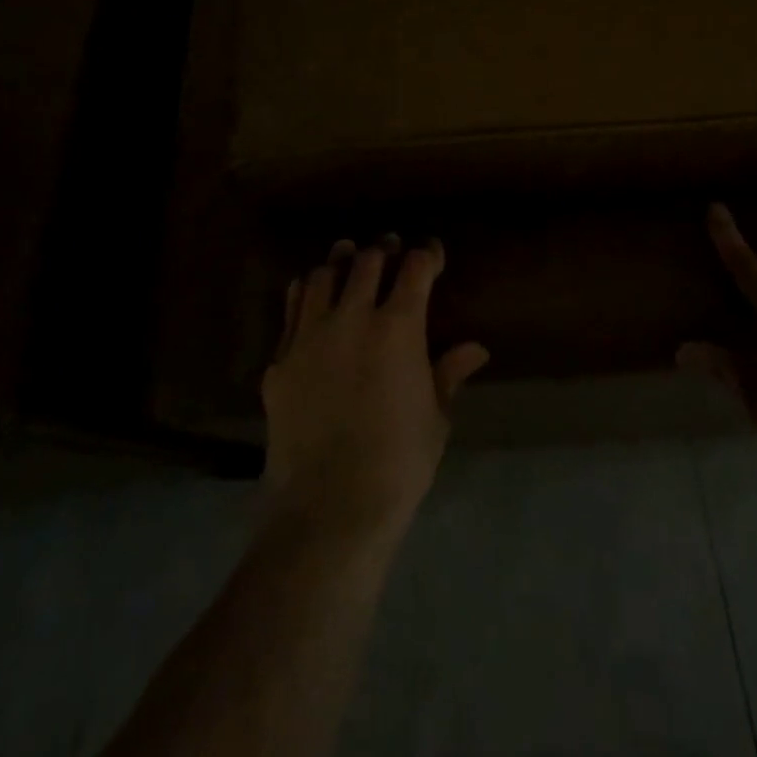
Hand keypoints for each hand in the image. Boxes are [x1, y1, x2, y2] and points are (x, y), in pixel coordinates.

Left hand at [261, 235, 489, 547]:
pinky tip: (313, 295)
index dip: (427, 254)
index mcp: (398, 327)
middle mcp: (352, 318)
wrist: (329, 506)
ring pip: (323, 276)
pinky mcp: (280, 359)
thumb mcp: (435, 417)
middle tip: (392, 250)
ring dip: (341, 262)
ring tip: (349, 258)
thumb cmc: (398, 462)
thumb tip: (476, 349)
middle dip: (384, 250)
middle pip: (367, 262)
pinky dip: (307, 292)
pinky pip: (293, 309)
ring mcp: (309, 336)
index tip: (432, 253)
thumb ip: (449, 373)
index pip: (415, 268)